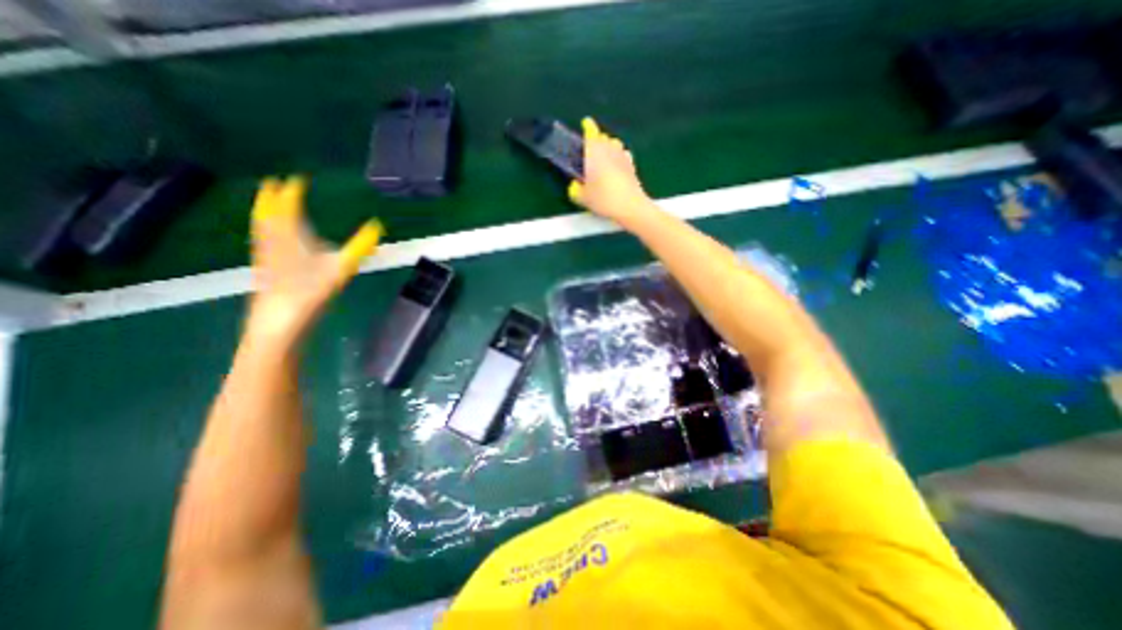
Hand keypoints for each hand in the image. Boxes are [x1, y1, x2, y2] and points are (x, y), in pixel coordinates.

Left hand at [246, 175, 382, 343]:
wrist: (279, 318)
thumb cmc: (311, 290)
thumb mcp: (341, 266)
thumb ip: (360, 245)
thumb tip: (377, 225)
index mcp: (292, 235)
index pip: (290, 206)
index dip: (293, 191)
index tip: (297, 179)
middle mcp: (274, 239)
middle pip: (269, 212)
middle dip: (272, 196)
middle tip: (274, 183)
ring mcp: (266, 253)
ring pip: (262, 224)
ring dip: (265, 210)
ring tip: (267, 202)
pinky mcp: (264, 266)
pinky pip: (261, 237)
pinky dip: (264, 227)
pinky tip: (269, 236)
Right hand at [571, 117, 658, 226]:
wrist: (630, 206)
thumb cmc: (604, 199)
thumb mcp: (583, 198)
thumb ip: (575, 190)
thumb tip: (574, 186)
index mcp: (594, 152)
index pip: (591, 132)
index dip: (588, 126)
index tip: (586, 123)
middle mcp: (609, 149)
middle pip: (603, 137)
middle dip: (597, 139)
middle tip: (590, 148)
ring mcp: (623, 156)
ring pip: (615, 144)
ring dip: (608, 146)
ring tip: (603, 156)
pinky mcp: (632, 166)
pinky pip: (623, 154)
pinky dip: (618, 156)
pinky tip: (616, 166)